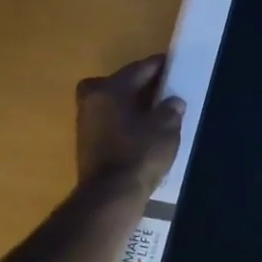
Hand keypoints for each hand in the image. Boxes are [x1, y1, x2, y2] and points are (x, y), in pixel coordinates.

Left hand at [75, 55, 184, 192]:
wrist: (110, 197)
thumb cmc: (139, 155)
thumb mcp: (166, 129)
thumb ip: (171, 110)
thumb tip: (173, 101)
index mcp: (109, 89)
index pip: (139, 69)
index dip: (159, 65)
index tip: (174, 64)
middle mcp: (92, 100)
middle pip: (120, 82)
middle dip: (141, 83)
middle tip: (164, 88)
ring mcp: (86, 122)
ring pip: (113, 102)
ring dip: (132, 103)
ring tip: (156, 110)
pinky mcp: (87, 143)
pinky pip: (110, 120)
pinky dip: (125, 120)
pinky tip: (143, 130)